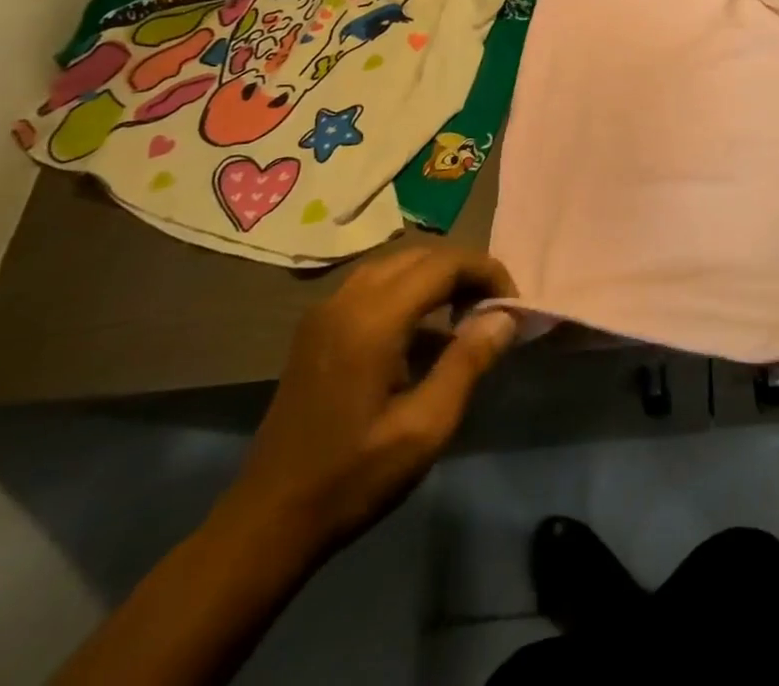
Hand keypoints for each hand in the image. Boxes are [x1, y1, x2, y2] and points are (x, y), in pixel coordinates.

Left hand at [220, 246, 518, 552]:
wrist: (266, 523)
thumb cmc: (352, 478)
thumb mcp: (425, 428)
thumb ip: (468, 362)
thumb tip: (506, 316)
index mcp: (374, 319)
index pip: (445, 264)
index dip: (487, 272)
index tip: (512, 305)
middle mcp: (347, 300)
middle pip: (422, 255)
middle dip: (464, 271)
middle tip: (493, 309)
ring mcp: (326, 311)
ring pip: (397, 265)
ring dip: (436, 278)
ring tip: (464, 315)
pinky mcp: (316, 328)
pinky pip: (374, 284)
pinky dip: (408, 290)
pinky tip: (422, 333)